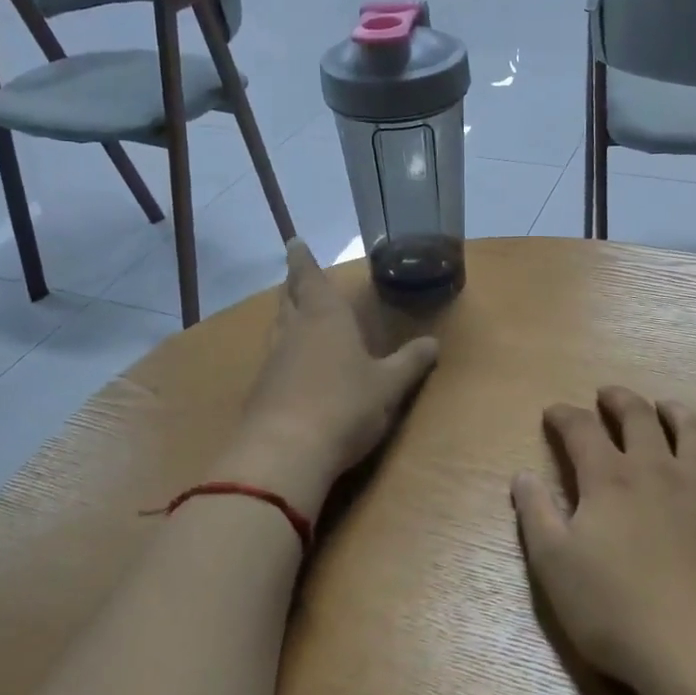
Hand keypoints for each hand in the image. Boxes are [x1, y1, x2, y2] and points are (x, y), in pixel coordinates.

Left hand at [218, 241, 438, 521]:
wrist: (285, 452)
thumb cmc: (344, 405)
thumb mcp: (388, 385)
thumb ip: (410, 362)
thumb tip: (433, 343)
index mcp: (325, 318)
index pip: (311, 278)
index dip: (303, 260)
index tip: (294, 242)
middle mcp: (294, 332)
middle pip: (290, 300)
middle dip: (295, 286)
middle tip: (297, 276)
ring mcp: (273, 361)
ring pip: (279, 328)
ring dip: (287, 317)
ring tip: (296, 313)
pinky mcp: (262, 391)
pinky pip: (274, 359)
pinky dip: (284, 352)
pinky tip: (292, 365)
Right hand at [512, 387, 695, 694]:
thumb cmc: (619, 614)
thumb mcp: (555, 568)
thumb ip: (536, 515)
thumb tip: (522, 476)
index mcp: (610, 480)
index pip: (581, 430)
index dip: (564, 416)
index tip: (554, 412)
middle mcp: (659, 471)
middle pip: (639, 417)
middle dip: (620, 400)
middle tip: (608, 395)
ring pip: (695, 432)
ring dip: (676, 412)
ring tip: (666, 407)